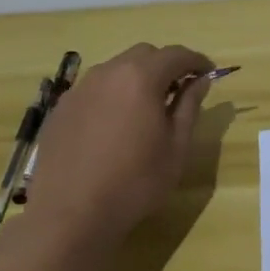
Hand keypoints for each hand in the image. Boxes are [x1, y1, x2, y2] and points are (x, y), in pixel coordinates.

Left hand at [21, 43, 213, 241]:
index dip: (196, 61)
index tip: (209, 73)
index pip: (176, 54)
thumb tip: (200, 81)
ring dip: (137, 79)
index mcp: (140, 78)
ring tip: (146, 109)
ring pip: (116, 70)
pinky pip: (94, 90)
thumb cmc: (135, 182)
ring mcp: (79, 90)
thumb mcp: (176, 147)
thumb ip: (189, 106)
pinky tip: (114, 126)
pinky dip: (112, 95)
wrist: (71, 216)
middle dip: (165, 66)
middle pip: (144, 55)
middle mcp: (107, 73)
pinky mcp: (60, 109)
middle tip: (179, 91)